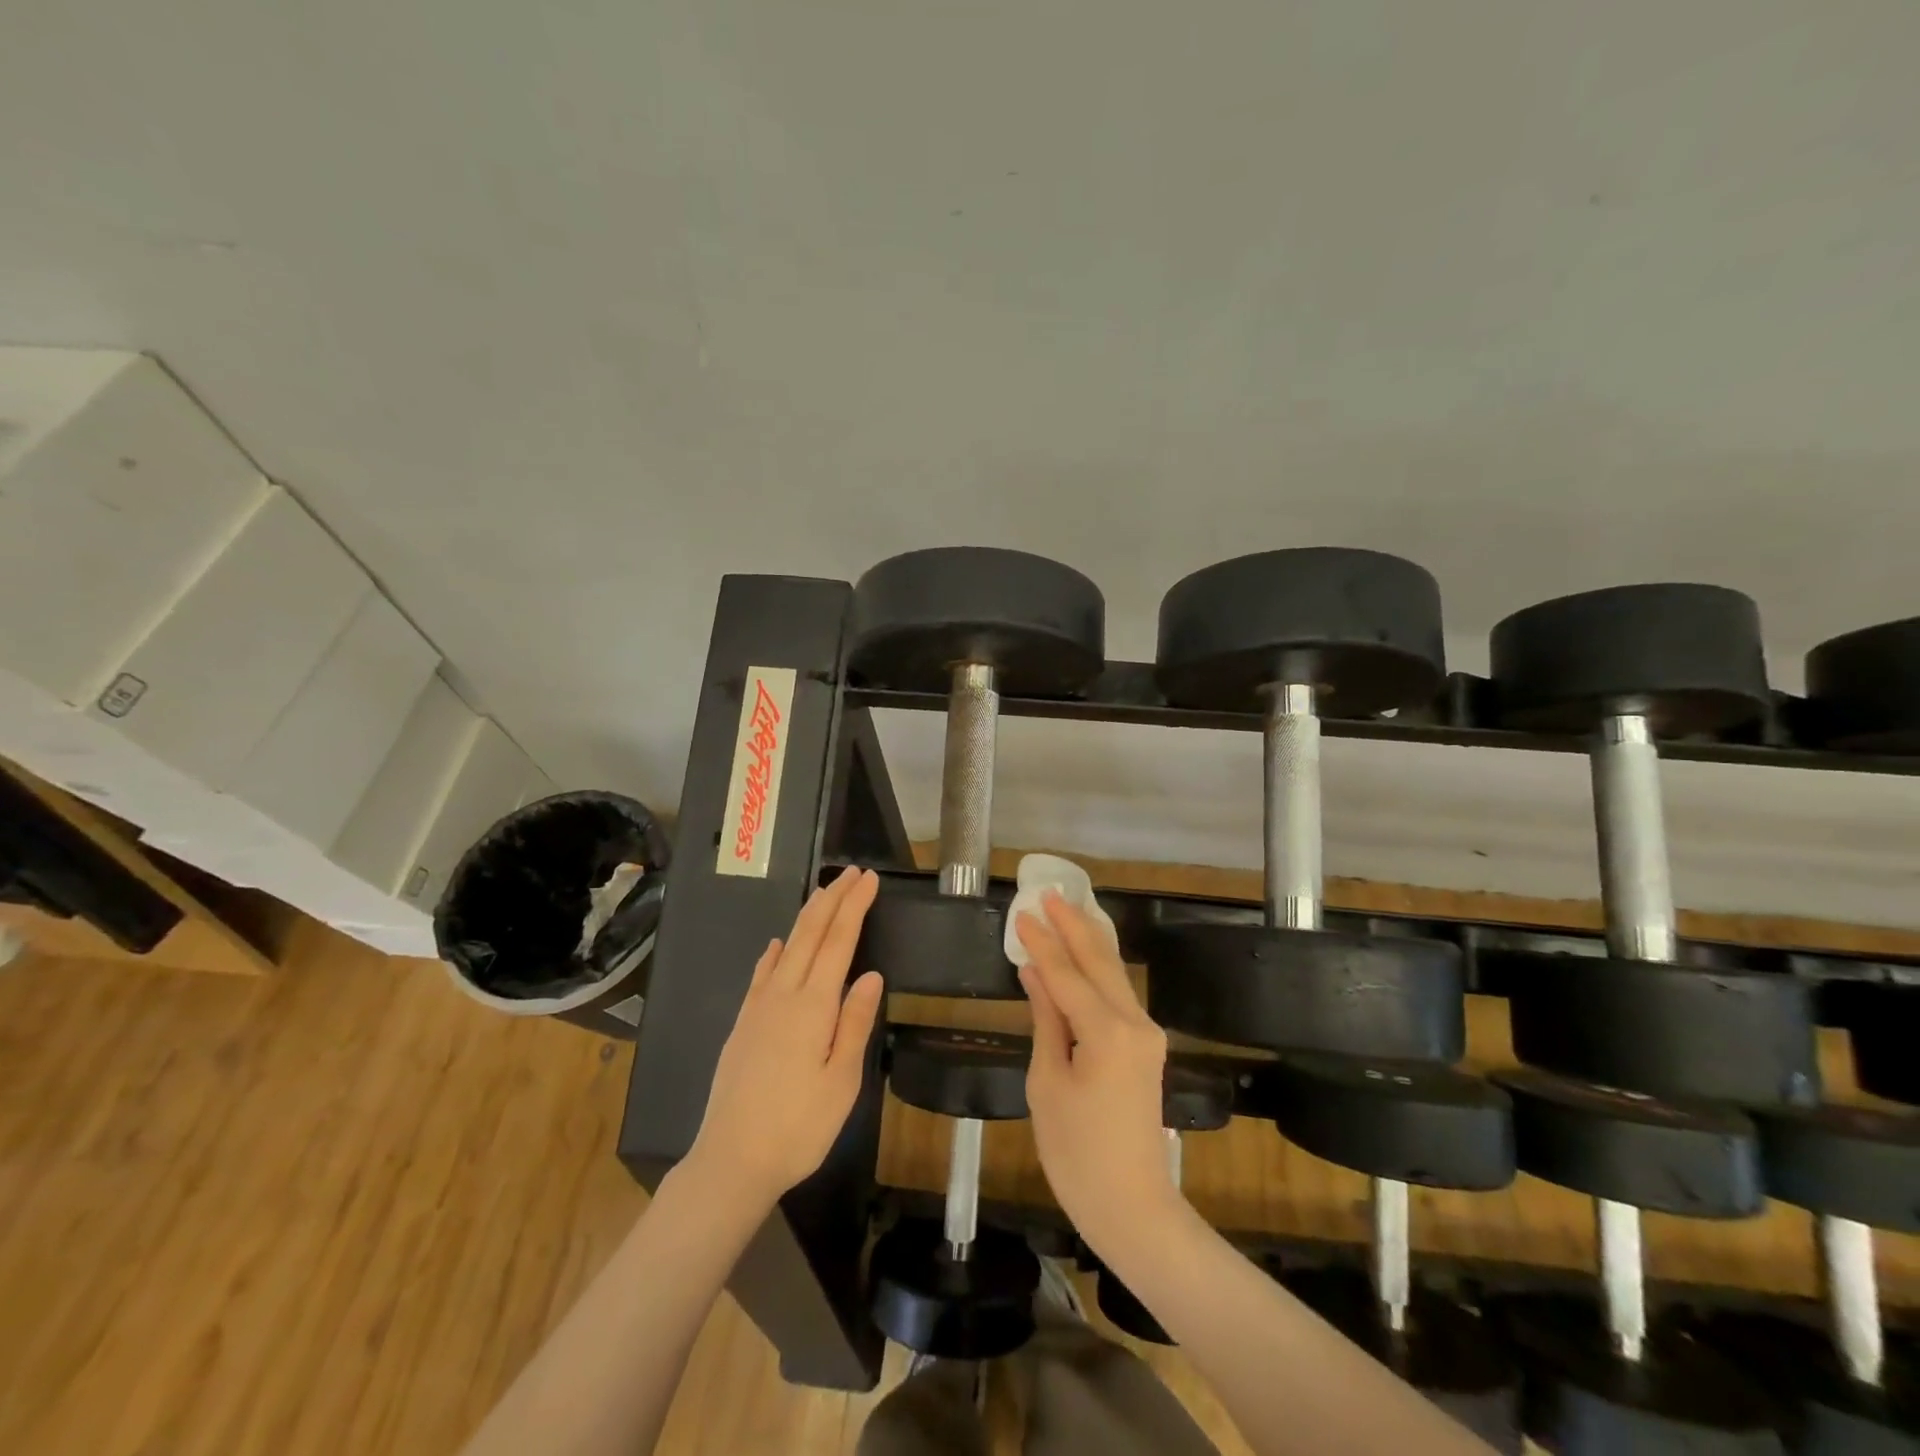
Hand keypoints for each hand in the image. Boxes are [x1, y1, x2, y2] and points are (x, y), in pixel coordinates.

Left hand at [684, 868, 884, 1209]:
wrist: (731, 1160)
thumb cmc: (798, 1126)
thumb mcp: (841, 1081)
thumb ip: (855, 1022)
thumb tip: (871, 973)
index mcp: (813, 1006)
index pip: (839, 942)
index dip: (855, 907)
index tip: (869, 880)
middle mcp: (783, 996)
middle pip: (811, 934)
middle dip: (833, 900)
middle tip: (853, 873)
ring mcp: (758, 1008)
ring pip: (786, 948)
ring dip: (807, 917)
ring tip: (824, 894)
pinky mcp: (743, 1024)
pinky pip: (761, 974)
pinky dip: (774, 952)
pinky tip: (776, 945)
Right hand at [1016, 894, 1183, 1257]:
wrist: (1132, 1207)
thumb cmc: (1077, 1153)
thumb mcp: (1048, 1083)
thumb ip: (1046, 1020)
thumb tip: (1036, 973)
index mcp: (1107, 1032)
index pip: (1066, 974)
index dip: (1042, 942)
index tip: (1022, 912)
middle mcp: (1134, 1023)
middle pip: (1100, 962)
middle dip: (1074, 926)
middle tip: (1049, 893)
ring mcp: (1146, 1035)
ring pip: (1114, 975)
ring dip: (1089, 942)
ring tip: (1066, 911)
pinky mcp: (1147, 1048)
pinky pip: (1119, 996)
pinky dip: (1098, 970)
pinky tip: (1084, 956)